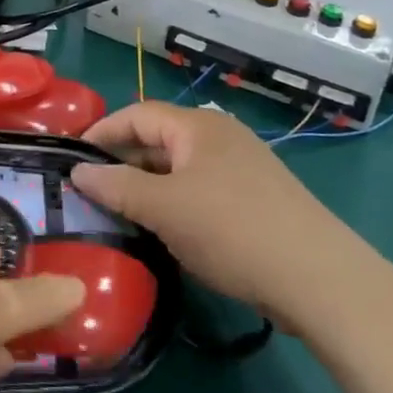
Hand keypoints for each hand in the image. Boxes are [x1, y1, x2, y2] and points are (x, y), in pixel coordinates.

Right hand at [73, 103, 353, 318]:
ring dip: (149, 185)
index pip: (137, 114)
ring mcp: (243, 167)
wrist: (319, 278)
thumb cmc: (231, 230)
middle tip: (92, 189)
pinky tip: (168, 231)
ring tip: (122, 212)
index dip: (102, 132)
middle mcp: (220, 136)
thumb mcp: (164, 209)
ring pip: (180, 168)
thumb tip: (77, 171)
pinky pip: (202, 189)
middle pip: (159, 138)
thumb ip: (117, 187)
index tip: (72, 156)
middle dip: (124, 162)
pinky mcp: (257, 199)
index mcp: (197, 126)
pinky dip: (177, 202)